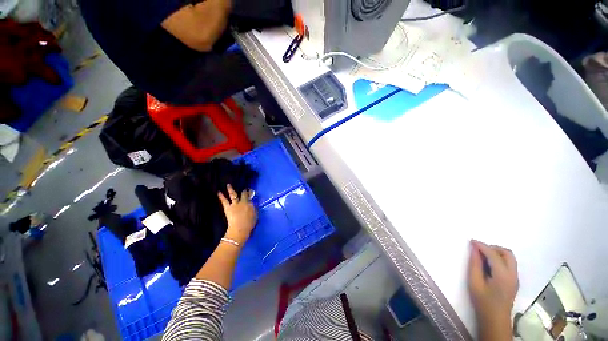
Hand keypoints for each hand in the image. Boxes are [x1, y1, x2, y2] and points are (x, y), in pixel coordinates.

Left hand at [218, 184, 256, 244]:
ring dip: (231, 189)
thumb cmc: (249, 225)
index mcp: (250, 205)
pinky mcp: (228, 207)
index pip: (250, 198)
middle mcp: (243, 202)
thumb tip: (252, 205)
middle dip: (244, 191)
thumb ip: (254, 209)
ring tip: (228, 185)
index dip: (250, 195)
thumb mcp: (255, 216)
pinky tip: (218, 192)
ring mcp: (235, 204)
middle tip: (244, 189)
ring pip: (233, 194)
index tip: (250, 194)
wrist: (240, 229)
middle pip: (244, 194)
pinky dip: (221, 196)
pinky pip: (224, 201)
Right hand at [468, 240, 518, 339]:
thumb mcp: (475, 283)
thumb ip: (475, 264)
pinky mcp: (514, 280)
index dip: (482, 246)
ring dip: (497, 253)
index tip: (471, 241)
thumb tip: (474, 249)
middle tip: (479, 249)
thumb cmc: (483, 302)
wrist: (495, 319)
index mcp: (503, 275)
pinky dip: (500, 259)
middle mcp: (513, 274)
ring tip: (483, 256)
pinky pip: (509, 263)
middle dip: (493, 248)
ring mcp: (515, 277)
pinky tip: (489, 265)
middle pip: (507, 253)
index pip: (493, 254)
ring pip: (510, 258)